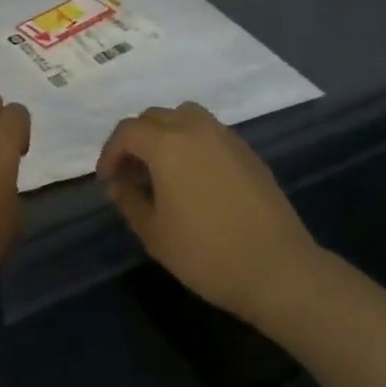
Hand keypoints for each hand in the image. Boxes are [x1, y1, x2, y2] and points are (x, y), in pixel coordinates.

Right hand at [98, 102, 319, 326]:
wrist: (279, 269)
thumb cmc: (208, 254)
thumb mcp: (155, 234)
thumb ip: (129, 202)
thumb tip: (117, 184)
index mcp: (167, 144)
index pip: (127, 132)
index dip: (110, 152)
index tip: (106, 179)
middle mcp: (194, 128)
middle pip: (154, 117)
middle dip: (135, 140)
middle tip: (130, 173)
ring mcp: (224, 136)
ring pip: (183, 116)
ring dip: (165, 133)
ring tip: (161, 167)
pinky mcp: (246, 150)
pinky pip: (208, 131)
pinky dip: (191, 141)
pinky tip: (194, 176)